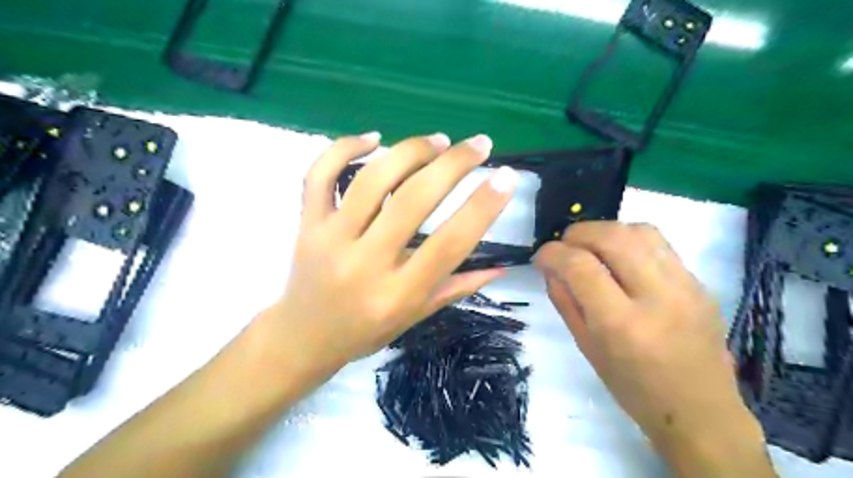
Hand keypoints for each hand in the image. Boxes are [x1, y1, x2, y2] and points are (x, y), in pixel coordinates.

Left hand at [265, 133, 515, 376]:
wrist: (302, 337)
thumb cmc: (365, 332)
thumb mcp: (415, 317)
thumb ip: (457, 287)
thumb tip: (501, 266)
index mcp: (397, 293)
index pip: (449, 244)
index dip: (482, 207)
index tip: (506, 178)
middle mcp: (365, 263)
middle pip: (413, 201)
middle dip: (453, 165)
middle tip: (479, 144)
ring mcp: (330, 239)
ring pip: (372, 180)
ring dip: (410, 151)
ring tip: (438, 140)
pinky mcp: (306, 223)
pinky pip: (319, 174)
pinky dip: (344, 147)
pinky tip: (373, 137)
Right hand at [534, 222, 770, 477]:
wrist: (701, 411)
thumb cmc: (633, 388)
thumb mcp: (587, 348)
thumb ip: (564, 301)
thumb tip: (551, 267)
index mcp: (621, 325)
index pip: (580, 267)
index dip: (553, 253)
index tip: (541, 256)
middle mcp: (657, 297)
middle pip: (612, 237)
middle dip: (577, 233)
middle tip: (564, 245)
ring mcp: (685, 286)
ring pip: (639, 231)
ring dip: (605, 230)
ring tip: (591, 246)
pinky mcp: (699, 282)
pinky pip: (659, 243)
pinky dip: (629, 239)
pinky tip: (619, 255)